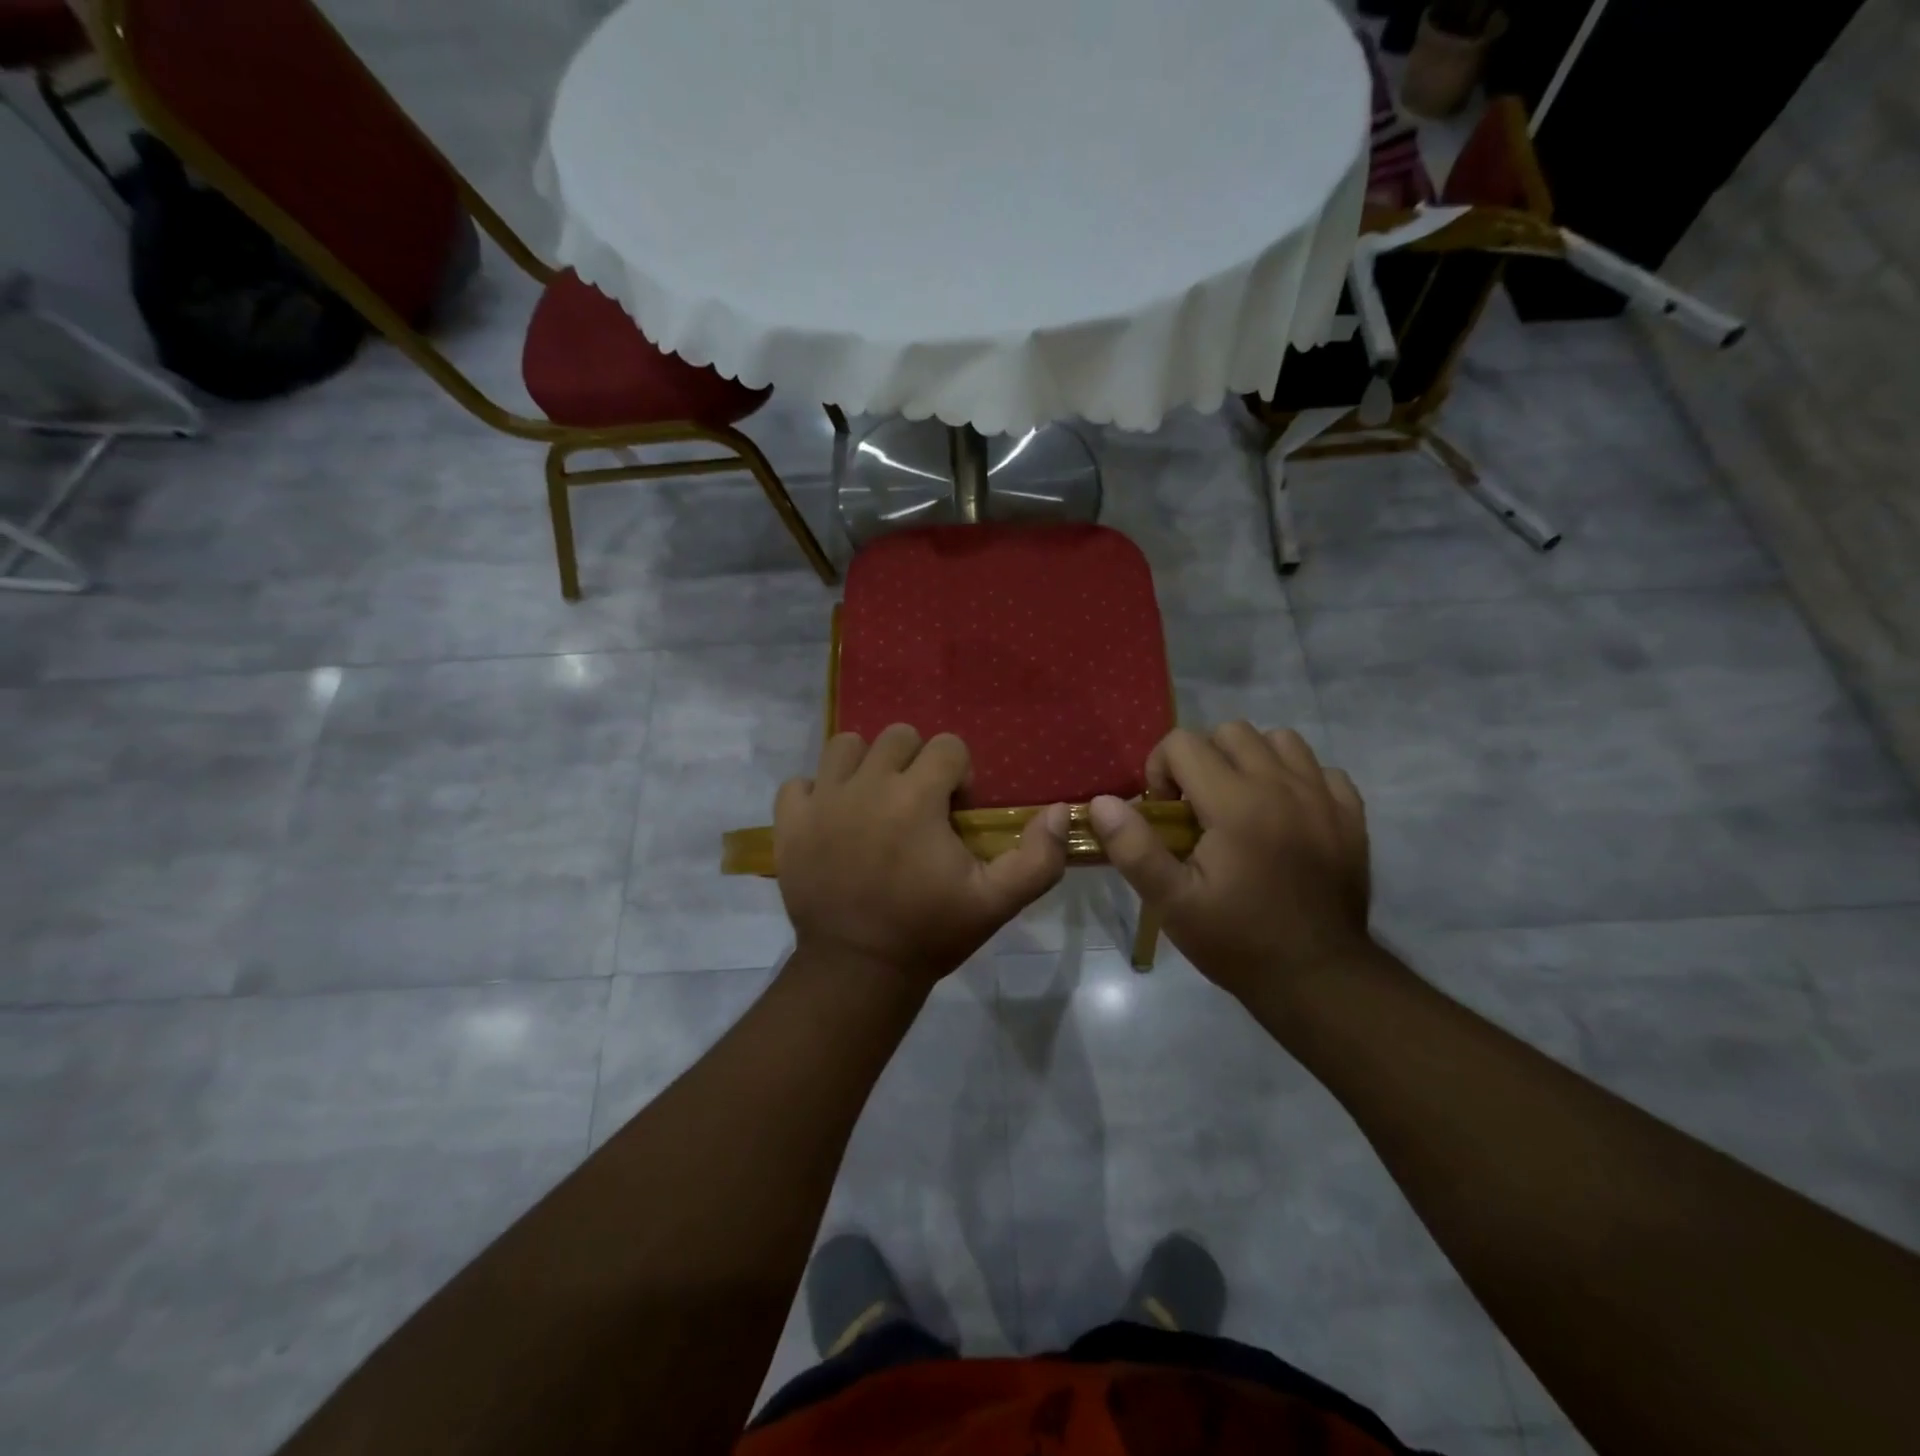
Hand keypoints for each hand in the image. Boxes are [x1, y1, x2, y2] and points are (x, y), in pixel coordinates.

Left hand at [775, 725, 1069, 987]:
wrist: (857, 971)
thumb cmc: (929, 932)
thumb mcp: (996, 903)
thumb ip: (1037, 858)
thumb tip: (1061, 811)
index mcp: (916, 797)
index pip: (947, 746)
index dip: (959, 775)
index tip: (955, 813)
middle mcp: (866, 785)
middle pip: (897, 737)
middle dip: (915, 763)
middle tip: (918, 806)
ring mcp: (822, 801)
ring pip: (845, 746)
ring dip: (865, 766)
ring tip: (874, 803)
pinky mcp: (789, 823)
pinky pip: (799, 783)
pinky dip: (816, 793)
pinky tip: (832, 820)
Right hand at [1088, 724, 1372, 1002]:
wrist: (1318, 978)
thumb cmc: (1237, 940)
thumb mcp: (1172, 903)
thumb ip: (1134, 848)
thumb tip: (1102, 802)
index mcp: (1235, 803)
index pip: (1183, 743)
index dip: (1161, 770)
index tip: (1165, 813)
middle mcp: (1281, 785)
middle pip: (1230, 731)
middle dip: (1203, 759)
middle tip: (1198, 808)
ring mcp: (1322, 797)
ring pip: (1279, 740)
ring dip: (1251, 760)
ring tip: (1241, 803)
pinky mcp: (1350, 815)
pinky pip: (1321, 769)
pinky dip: (1297, 779)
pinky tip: (1286, 815)